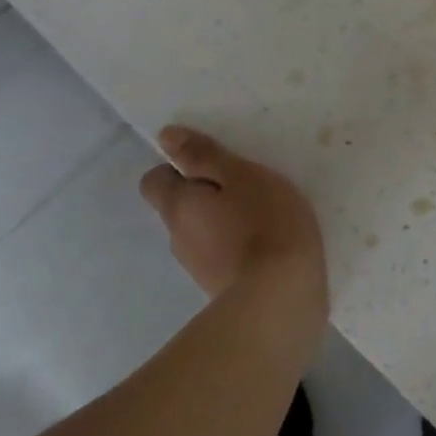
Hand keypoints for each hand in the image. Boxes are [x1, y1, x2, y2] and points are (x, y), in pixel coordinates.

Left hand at [139, 126, 326, 311]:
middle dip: (206, 194)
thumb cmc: (265, 223)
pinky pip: (222, 255)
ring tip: (263, 215)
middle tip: (246, 186)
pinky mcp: (221, 289)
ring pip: (202, 232)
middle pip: (180, 207)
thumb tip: (166, 137)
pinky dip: (238, 246)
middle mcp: (178, 238)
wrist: (281, 298)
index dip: (178, 168)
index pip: (154, 181)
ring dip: (223, 221)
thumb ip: (205, 156)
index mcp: (178, 206)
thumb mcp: (242, 176)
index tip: (212, 164)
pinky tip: (268, 244)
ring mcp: (198, 268)